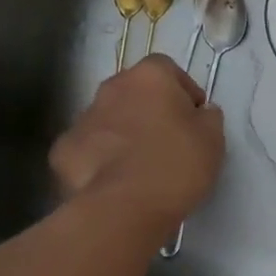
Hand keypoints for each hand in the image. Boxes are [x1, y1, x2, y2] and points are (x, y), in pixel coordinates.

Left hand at [50, 57, 224, 225]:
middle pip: (133, 91)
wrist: (124, 207)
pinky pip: (88, 148)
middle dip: (149, 109)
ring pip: (108, 119)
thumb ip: (208, 116)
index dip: (182, 91)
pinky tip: (113, 181)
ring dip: (122, 132)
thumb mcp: (213, 138)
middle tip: (167, 139)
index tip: (193, 117)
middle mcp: (112, 88)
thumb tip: (200, 112)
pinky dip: (99, 159)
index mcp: (149, 76)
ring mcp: (83, 118)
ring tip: (139, 165)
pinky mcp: (62, 151)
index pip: (167, 69)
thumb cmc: (176, 163)